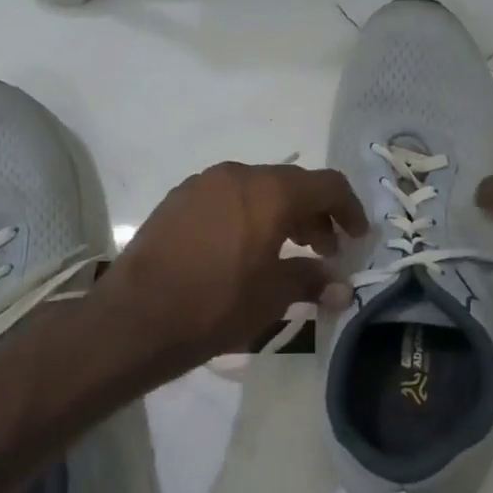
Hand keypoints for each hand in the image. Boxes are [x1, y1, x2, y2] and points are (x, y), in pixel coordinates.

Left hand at [96, 163, 368, 376]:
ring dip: (281, 215)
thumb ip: (312, 281)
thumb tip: (341, 287)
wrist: (136, 317)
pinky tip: (243, 251)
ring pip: (257, 190)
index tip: (357, 238)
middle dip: (315, 215)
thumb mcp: (273, 296)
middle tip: (325, 251)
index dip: (349, 209)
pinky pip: (227, 199)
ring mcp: (202, 184)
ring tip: (286, 252)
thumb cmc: (216, 305)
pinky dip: (248, 216)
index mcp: (269, 191)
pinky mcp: (177, 200)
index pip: (327, 185)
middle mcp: (237, 175)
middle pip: (291, 185)